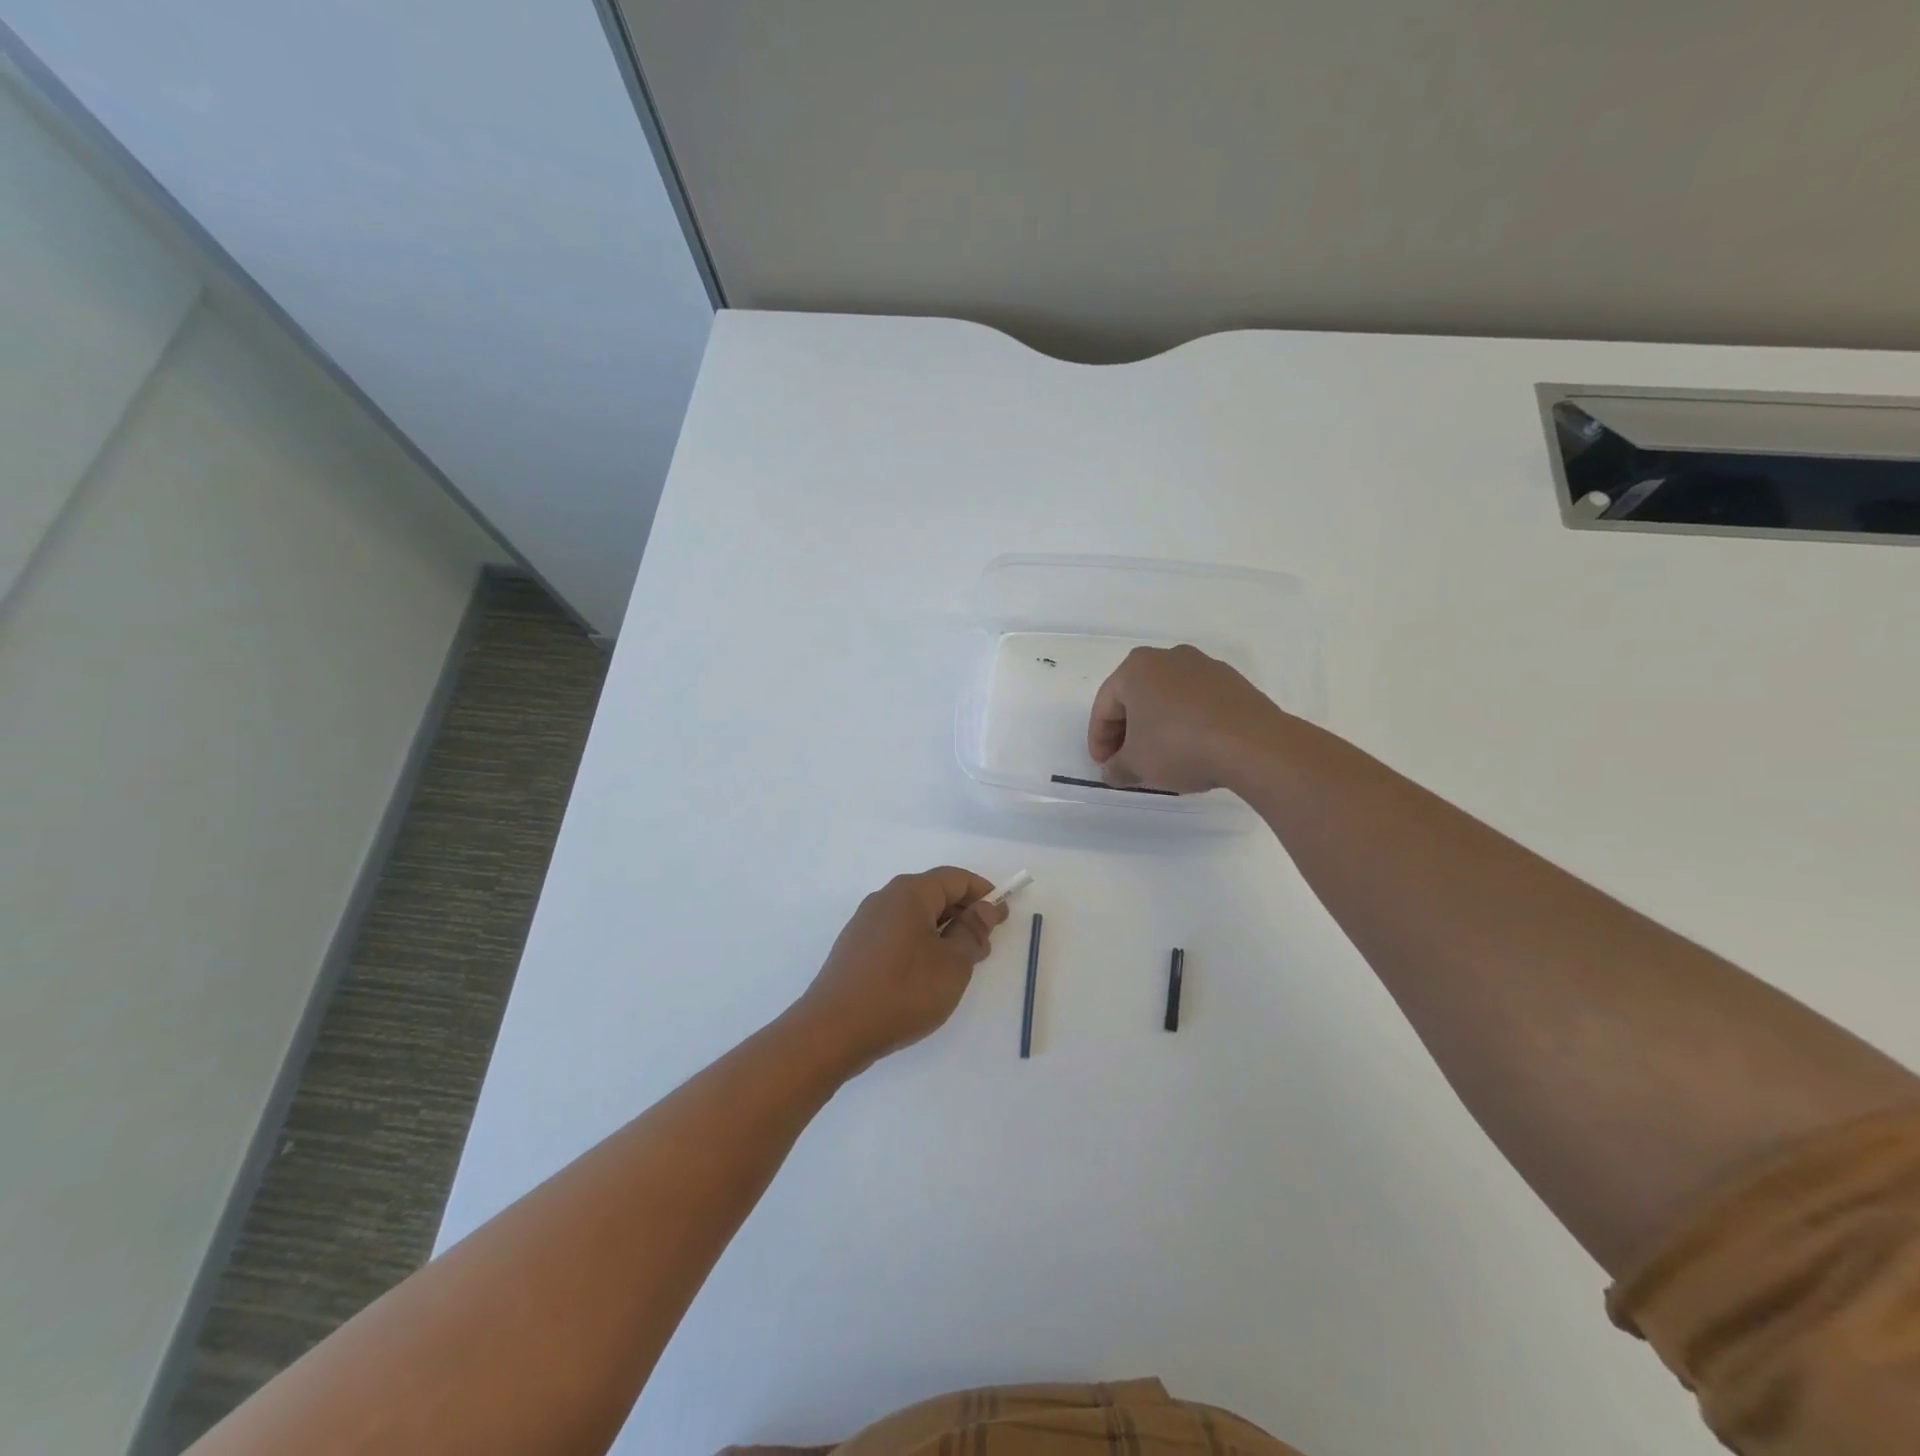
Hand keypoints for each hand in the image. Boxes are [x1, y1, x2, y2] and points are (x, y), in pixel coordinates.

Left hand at [791, 868, 1009, 1076]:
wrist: (833, 1030)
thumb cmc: (902, 991)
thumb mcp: (952, 964)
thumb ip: (972, 932)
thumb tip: (984, 908)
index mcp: (909, 893)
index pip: (955, 878)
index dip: (983, 893)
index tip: (1002, 917)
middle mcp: (885, 899)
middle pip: (934, 895)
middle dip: (964, 915)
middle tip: (985, 947)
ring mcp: (866, 923)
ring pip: (916, 917)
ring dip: (943, 933)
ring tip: (961, 967)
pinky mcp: (856, 948)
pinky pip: (898, 934)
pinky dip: (921, 945)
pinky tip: (928, 977)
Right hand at [1088, 644, 1288, 793]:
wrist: (1253, 745)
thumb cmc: (1179, 746)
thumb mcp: (1136, 765)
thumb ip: (1116, 768)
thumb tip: (1112, 771)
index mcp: (1136, 668)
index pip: (1104, 706)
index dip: (1099, 740)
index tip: (1104, 766)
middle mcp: (1168, 657)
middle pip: (1136, 698)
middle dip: (1128, 731)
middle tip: (1128, 762)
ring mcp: (1205, 666)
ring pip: (1168, 699)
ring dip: (1158, 726)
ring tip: (1161, 758)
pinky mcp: (1233, 682)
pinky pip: (1197, 703)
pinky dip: (1187, 723)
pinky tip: (1192, 749)